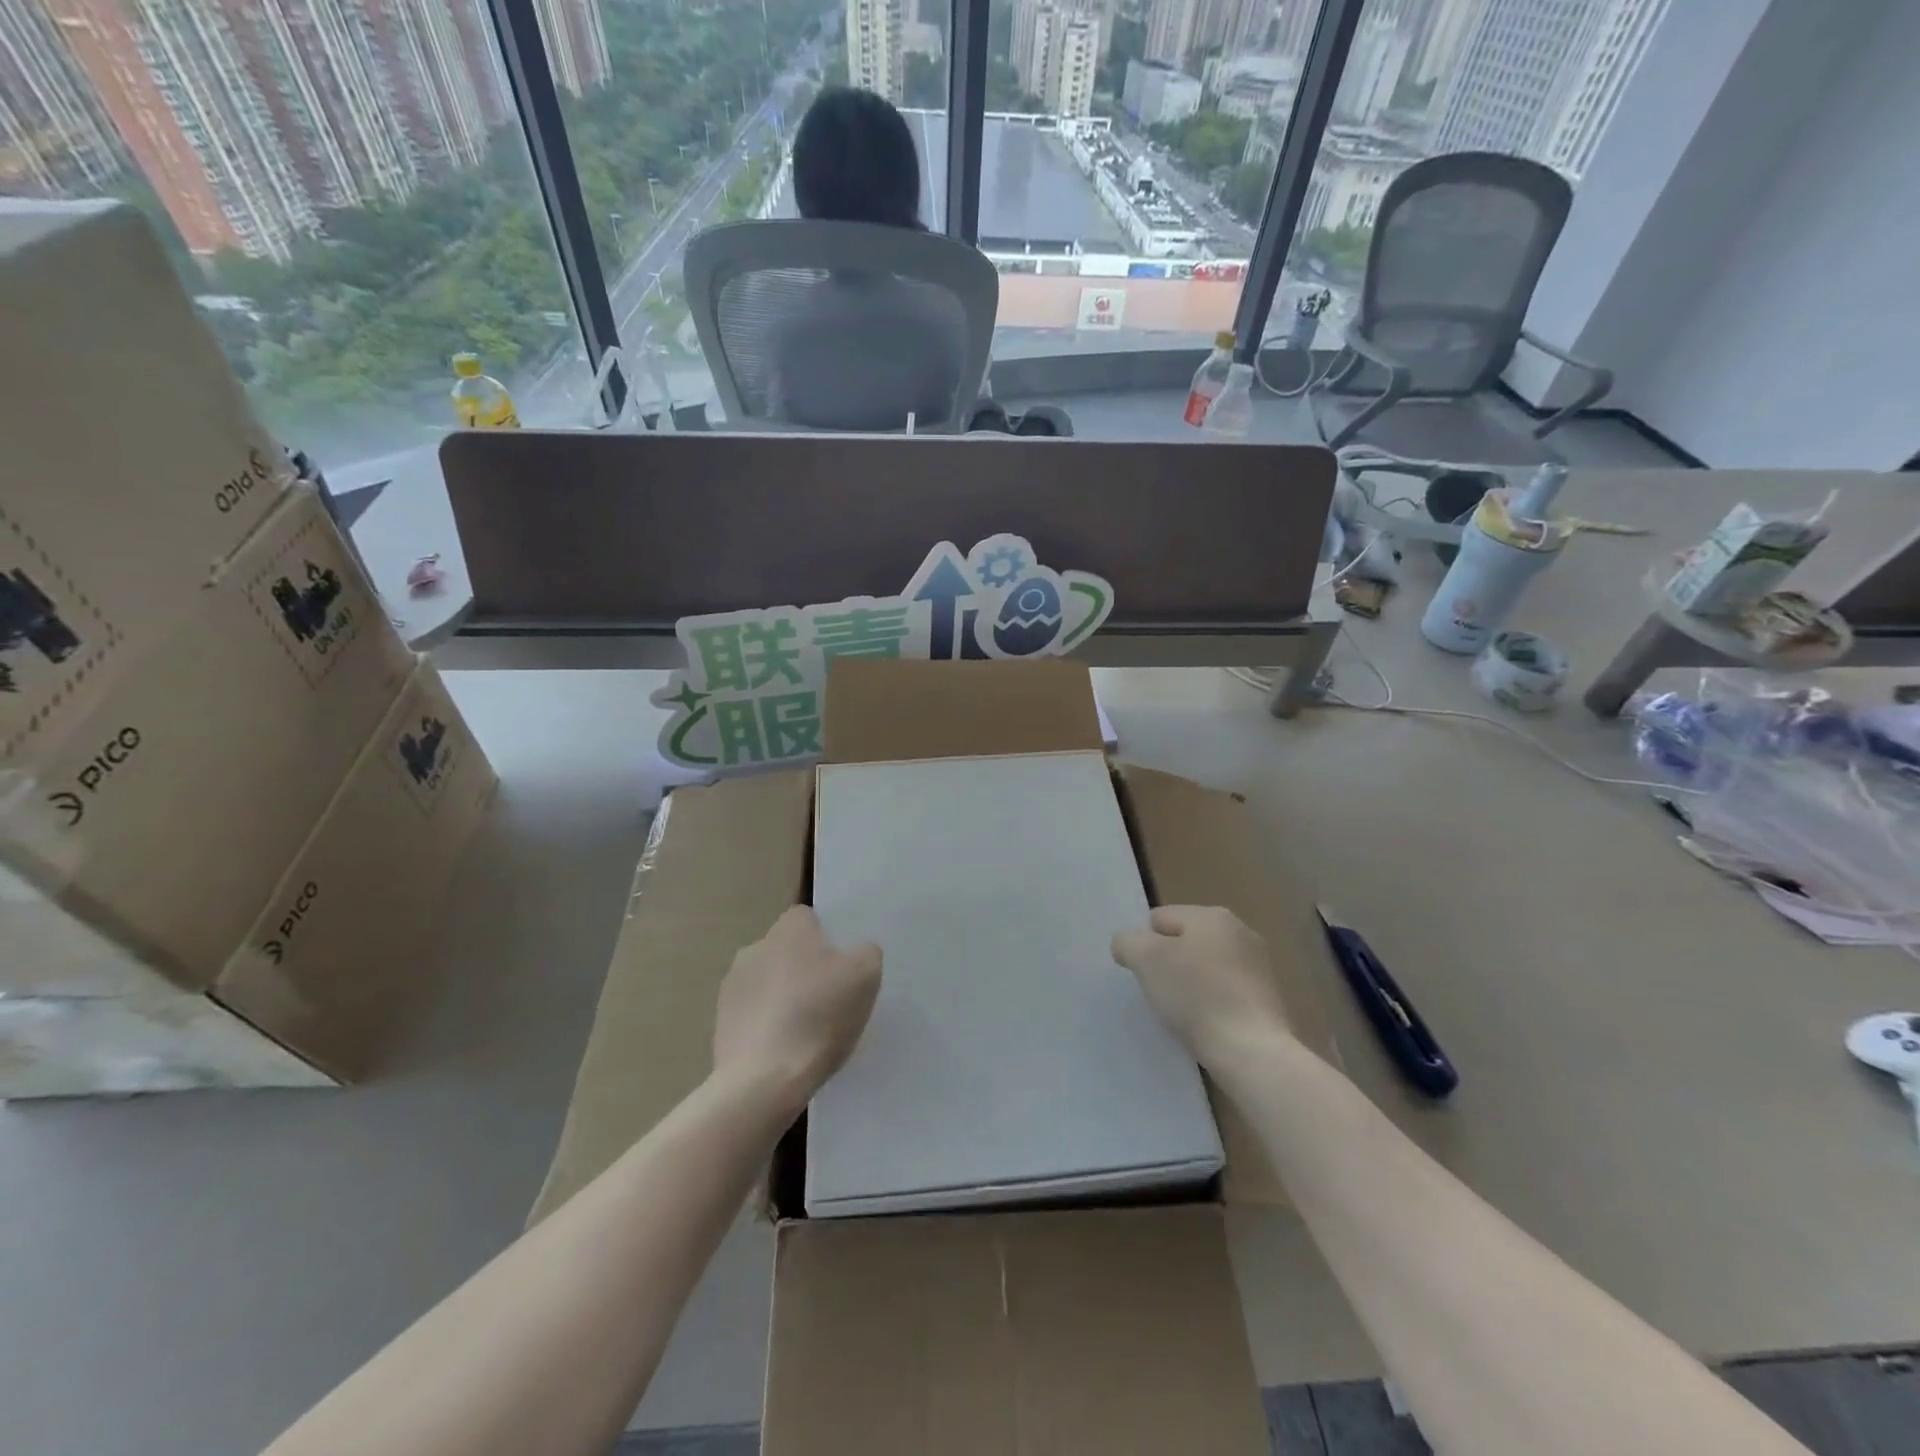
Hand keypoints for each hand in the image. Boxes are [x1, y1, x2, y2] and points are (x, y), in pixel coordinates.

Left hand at [712, 906, 881, 1113]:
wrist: (764, 1079)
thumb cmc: (819, 1016)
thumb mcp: (866, 976)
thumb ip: (866, 952)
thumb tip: (856, 951)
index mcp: (789, 929)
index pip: (807, 917)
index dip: (825, 938)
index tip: (840, 965)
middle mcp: (755, 947)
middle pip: (786, 950)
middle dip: (804, 968)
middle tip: (828, 1000)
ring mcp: (732, 985)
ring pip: (767, 982)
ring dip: (783, 996)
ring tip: (805, 1031)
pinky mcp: (720, 1021)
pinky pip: (752, 1013)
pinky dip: (766, 1025)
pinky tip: (783, 1050)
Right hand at [1112, 906, 1293, 1066]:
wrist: (1252, 1051)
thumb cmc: (1196, 996)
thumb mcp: (1145, 960)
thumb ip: (1127, 942)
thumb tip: (1127, 943)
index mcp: (1212, 915)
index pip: (1160, 918)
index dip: (1144, 945)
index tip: (1145, 975)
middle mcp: (1241, 931)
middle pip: (1185, 941)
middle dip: (1169, 963)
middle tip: (1162, 992)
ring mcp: (1260, 966)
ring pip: (1206, 967)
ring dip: (1192, 983)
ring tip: (1185, 1012)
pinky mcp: (1269, 998)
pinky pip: (1227, 991)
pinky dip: (1214, 1002)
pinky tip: (1209, 1024)